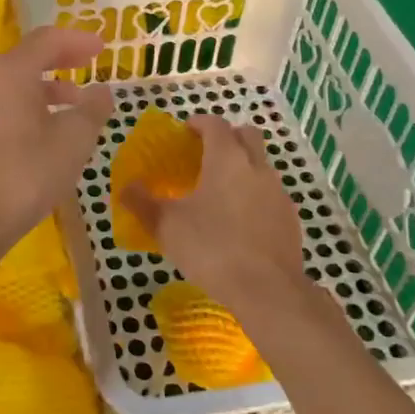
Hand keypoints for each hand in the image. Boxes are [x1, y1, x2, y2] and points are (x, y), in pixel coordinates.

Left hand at [0, 27, 113, 258]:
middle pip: (30, 56)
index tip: (104, 46)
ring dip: (50, 85)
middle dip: (63, 57)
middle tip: (91, 62)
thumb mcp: (72, 141)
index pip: (47, 39)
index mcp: (12, 72)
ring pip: (18, 82)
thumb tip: (103, 91)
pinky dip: (34, 104)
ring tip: (78, 102)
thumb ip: (92, 110)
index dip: (78, 39)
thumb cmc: (26, 173)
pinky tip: (52, 128)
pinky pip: (9, 102)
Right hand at [120, 114, 305, 313]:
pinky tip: (240, 221)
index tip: (185, 132)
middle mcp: (256, 166)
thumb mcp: (167, 226)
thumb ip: (142, 203)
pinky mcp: (290, 217)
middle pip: (246, 135)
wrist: (267, 290)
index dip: (199, 123)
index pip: (215, 124)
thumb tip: (124, 188)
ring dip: (242, 167)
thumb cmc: (212, 248)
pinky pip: (270, 193)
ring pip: (260, 164)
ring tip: (219, 192)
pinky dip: (255, 196)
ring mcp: (278, 191)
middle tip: (205, 155)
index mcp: (226, 158)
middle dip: (227, 137)